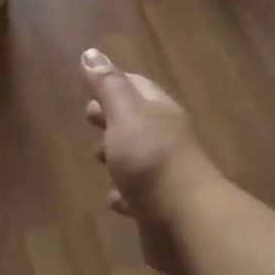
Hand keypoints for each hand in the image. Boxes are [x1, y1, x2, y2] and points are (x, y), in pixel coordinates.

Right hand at [82, 49, 220, 247]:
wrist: (185, 221)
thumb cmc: (150, 159)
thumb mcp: (125, 114)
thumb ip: (108, 85)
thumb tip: (91, 52)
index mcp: (159, 111)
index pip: (136, 86)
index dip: (113, 83)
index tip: (89, 85)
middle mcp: (166, 139)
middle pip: (136, 121)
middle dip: (113, 118)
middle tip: (89, 118)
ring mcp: (165, 175)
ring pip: (137, 158)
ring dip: (118, 156)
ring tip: (97, 159)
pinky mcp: (159, 208)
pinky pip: (138, 195)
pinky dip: (124, 194)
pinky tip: (113, 200)